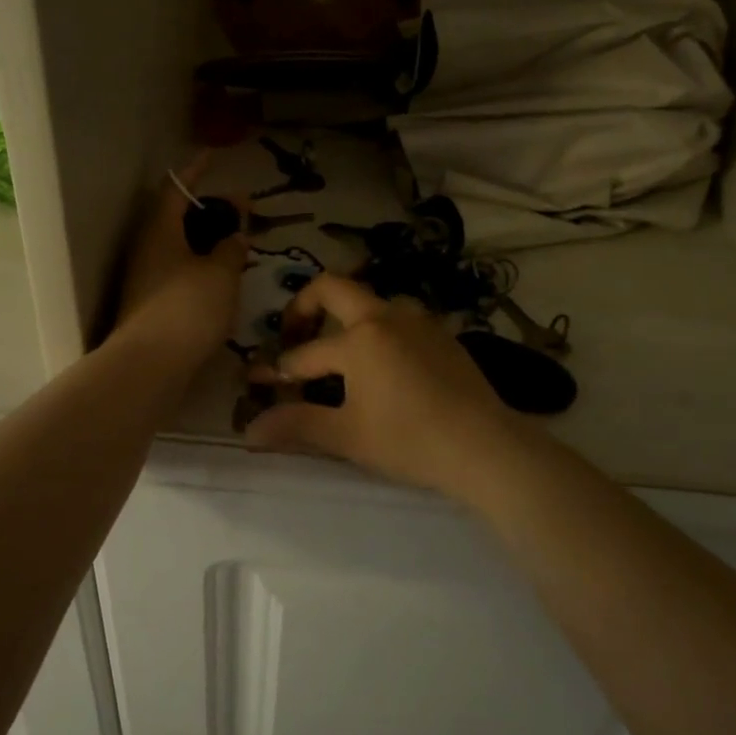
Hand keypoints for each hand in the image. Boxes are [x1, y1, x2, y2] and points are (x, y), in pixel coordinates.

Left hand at [111, 157, 247, 369]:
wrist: (150, 365)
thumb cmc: (187, 308)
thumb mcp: (220, 273)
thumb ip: (231, 248)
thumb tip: (235, 235)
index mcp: (160, 230)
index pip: (175, 189)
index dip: (195, 171)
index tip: (213, 157)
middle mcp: (148, 249)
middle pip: (177, 218)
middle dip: (209, 210)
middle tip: (241, 211)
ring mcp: (146, 279)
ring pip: (179, 247)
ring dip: (207, 240)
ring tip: (238, 244)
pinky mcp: (151, 305)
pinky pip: (179, 272)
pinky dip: (201, 266)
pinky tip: (223, 279)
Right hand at [244, 275, 525, 498]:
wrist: (485, 446)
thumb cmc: (409, 439)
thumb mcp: (348, 435)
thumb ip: (297, 425)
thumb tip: (250, 431)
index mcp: (359, 338)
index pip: (305, 353)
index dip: (276, 369)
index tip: (256, 379)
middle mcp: (386, 316)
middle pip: (333, 288)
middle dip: (304, 307)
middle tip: (293, 335)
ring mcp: (418, 321)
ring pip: (370, 302)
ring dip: (346, 318)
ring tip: (339, 354)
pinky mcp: (442, 334)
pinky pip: (399, 319)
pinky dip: (377, 331)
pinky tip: (383, 366)